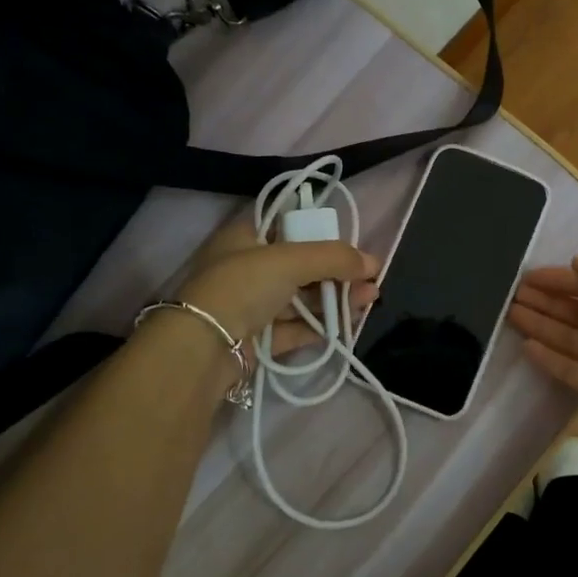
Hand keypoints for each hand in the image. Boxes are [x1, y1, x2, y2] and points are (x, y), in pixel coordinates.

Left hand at [175, 215, 378, 357]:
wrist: (204, 347)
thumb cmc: (243, 286)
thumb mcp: (290, 259)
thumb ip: (333, 257)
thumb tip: (373, 262)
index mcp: (245, 238)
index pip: (289, 229)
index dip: (321, 235)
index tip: (350, 246)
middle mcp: (247, 269)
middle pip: (301, 267)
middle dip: (338, 272)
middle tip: (371, 278)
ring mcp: (252, 306)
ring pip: (302, 299)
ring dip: (335, 298)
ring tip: (370, 299)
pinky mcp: (259, 339)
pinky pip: (296, 328)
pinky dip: (321, 326)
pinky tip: (349, 324)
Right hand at [508, 258, 577, 453]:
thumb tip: (575, 264)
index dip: (560, 278)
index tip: (527, 275)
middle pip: (574, 310)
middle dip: (545, 299)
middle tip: (511, 292)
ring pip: (565, 337)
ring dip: (539, 323)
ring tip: (508, 310)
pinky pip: (565, 369)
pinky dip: (545, 357)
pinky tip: (524, 344)